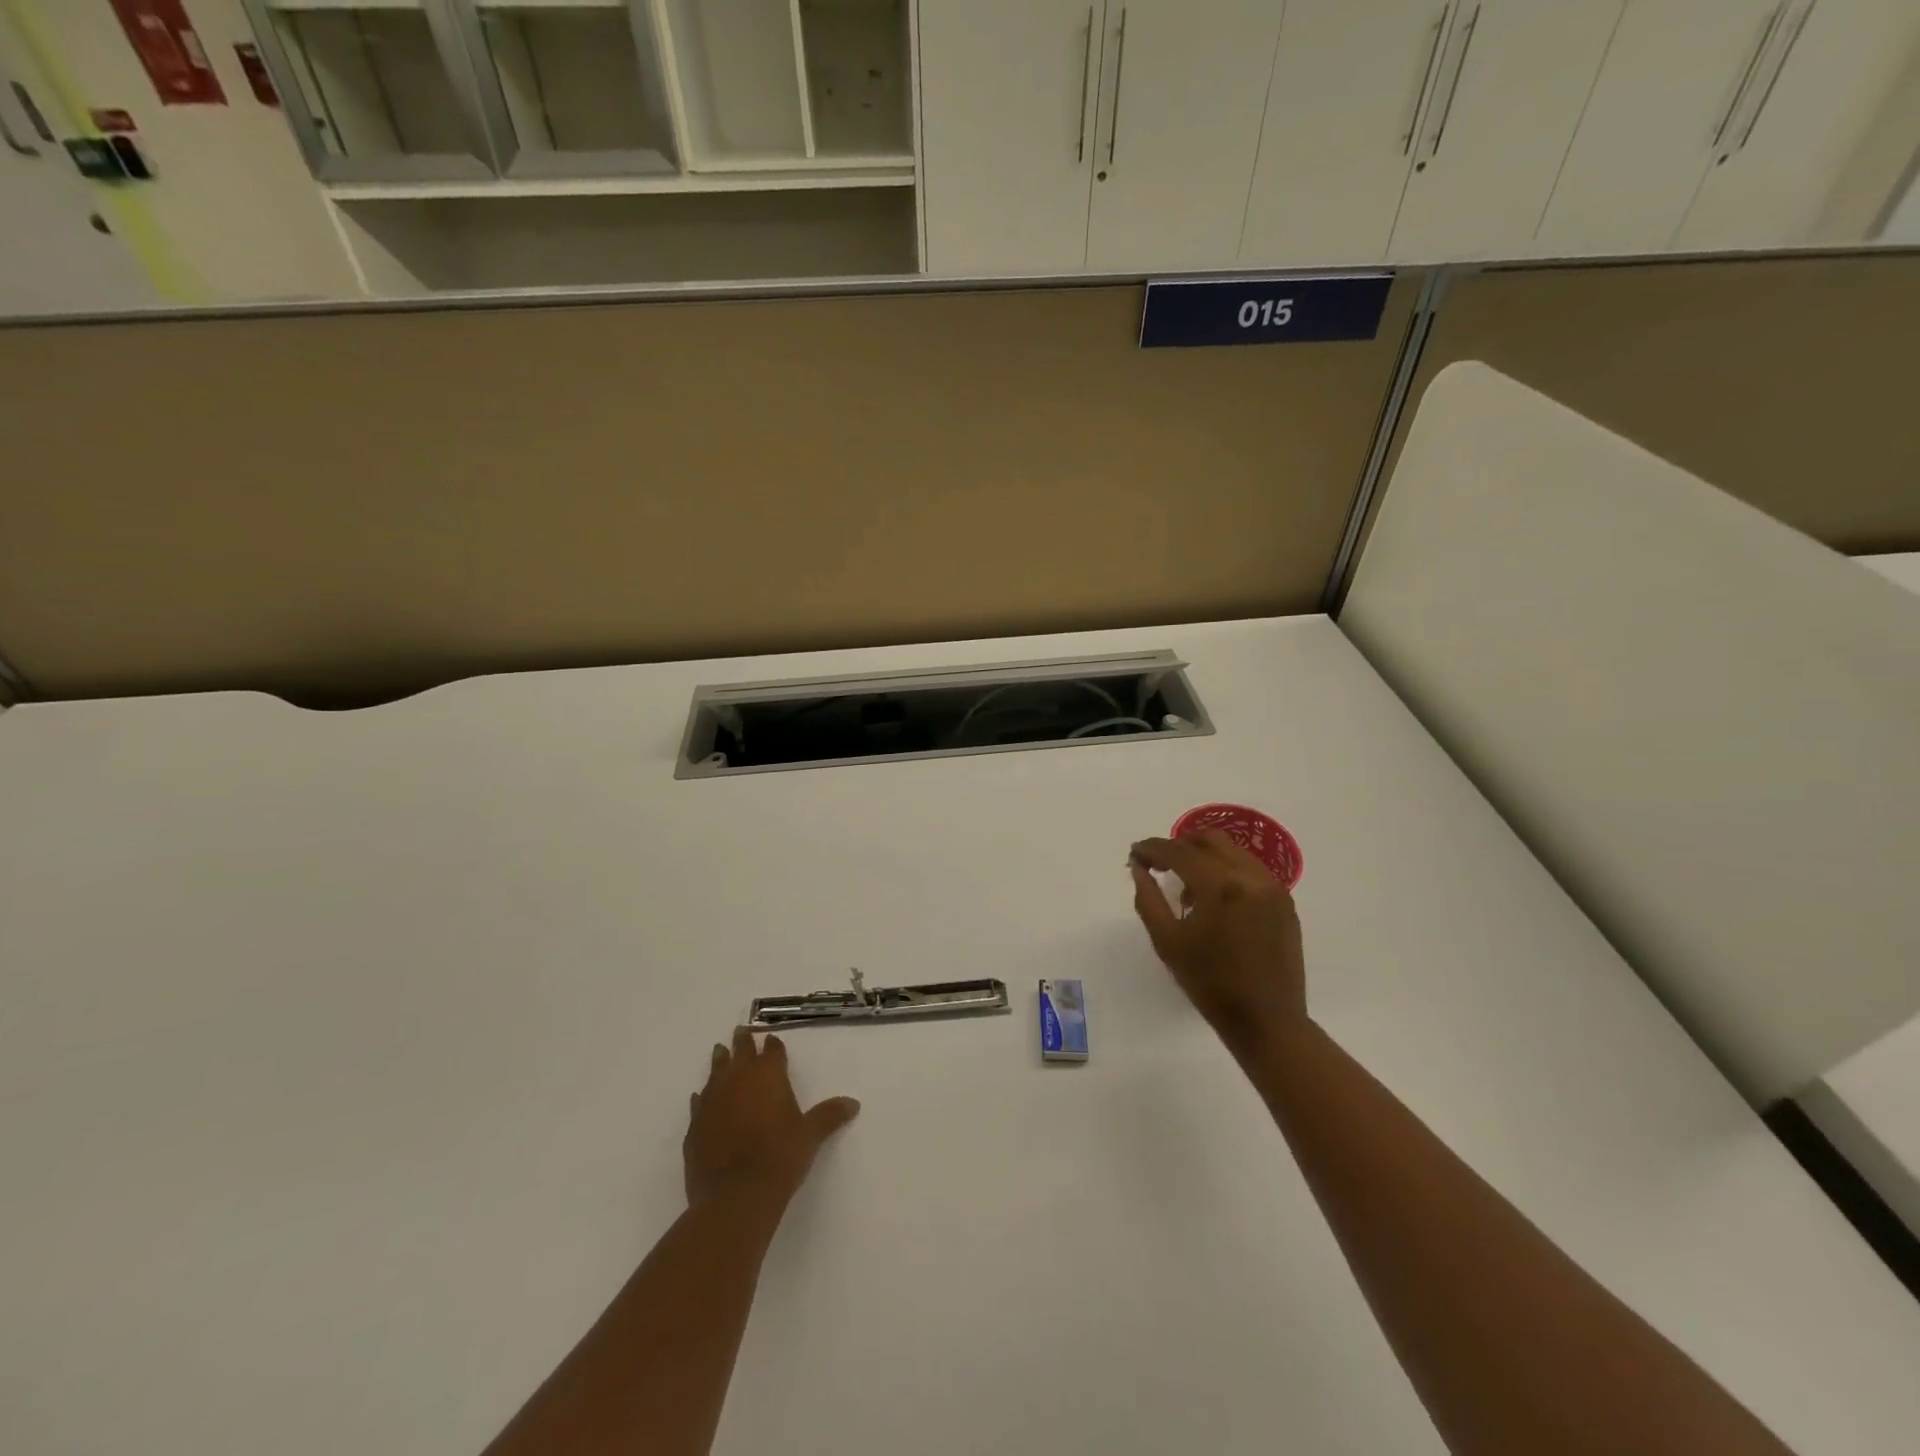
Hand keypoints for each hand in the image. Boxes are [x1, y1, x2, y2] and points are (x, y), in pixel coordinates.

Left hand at [684, 1027, 860, 1209]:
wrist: (735, 1196)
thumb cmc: (779, 1158)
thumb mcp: (810, 1136)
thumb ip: (829, 1116)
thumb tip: (853, 1103)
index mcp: (768, 1075)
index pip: (771, 1051)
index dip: (772, 1045)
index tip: (771, 1038)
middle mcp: (738, 1080)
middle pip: (740, 1052)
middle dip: (742, 1042)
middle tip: (741, 1031)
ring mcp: (712, 1101)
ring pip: (715, 1071)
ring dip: (719, 1062)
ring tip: (719, 1051)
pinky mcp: (695, 1126)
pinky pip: (698, 1103)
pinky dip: (702, 1097)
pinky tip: (701, 1098)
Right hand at [1130, 831, 1307, 1054]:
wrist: (1267, 1020)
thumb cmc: (1209, 983)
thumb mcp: (1167, 942)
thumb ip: (1148, 898)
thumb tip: (1139, 868)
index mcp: (1220, 886)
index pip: (1179, 852)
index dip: (1152, 848)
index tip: (1135, 853)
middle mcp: (1250, 876)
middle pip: (1208, 840)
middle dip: (1179, 845)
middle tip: (1158, 863)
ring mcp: (1272, 887)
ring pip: (1232, 851)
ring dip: (1203, 856)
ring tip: (1185, 884)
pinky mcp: (1284, 900)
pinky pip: (1249, 869)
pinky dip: (1226, 871)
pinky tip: (1213, 898)